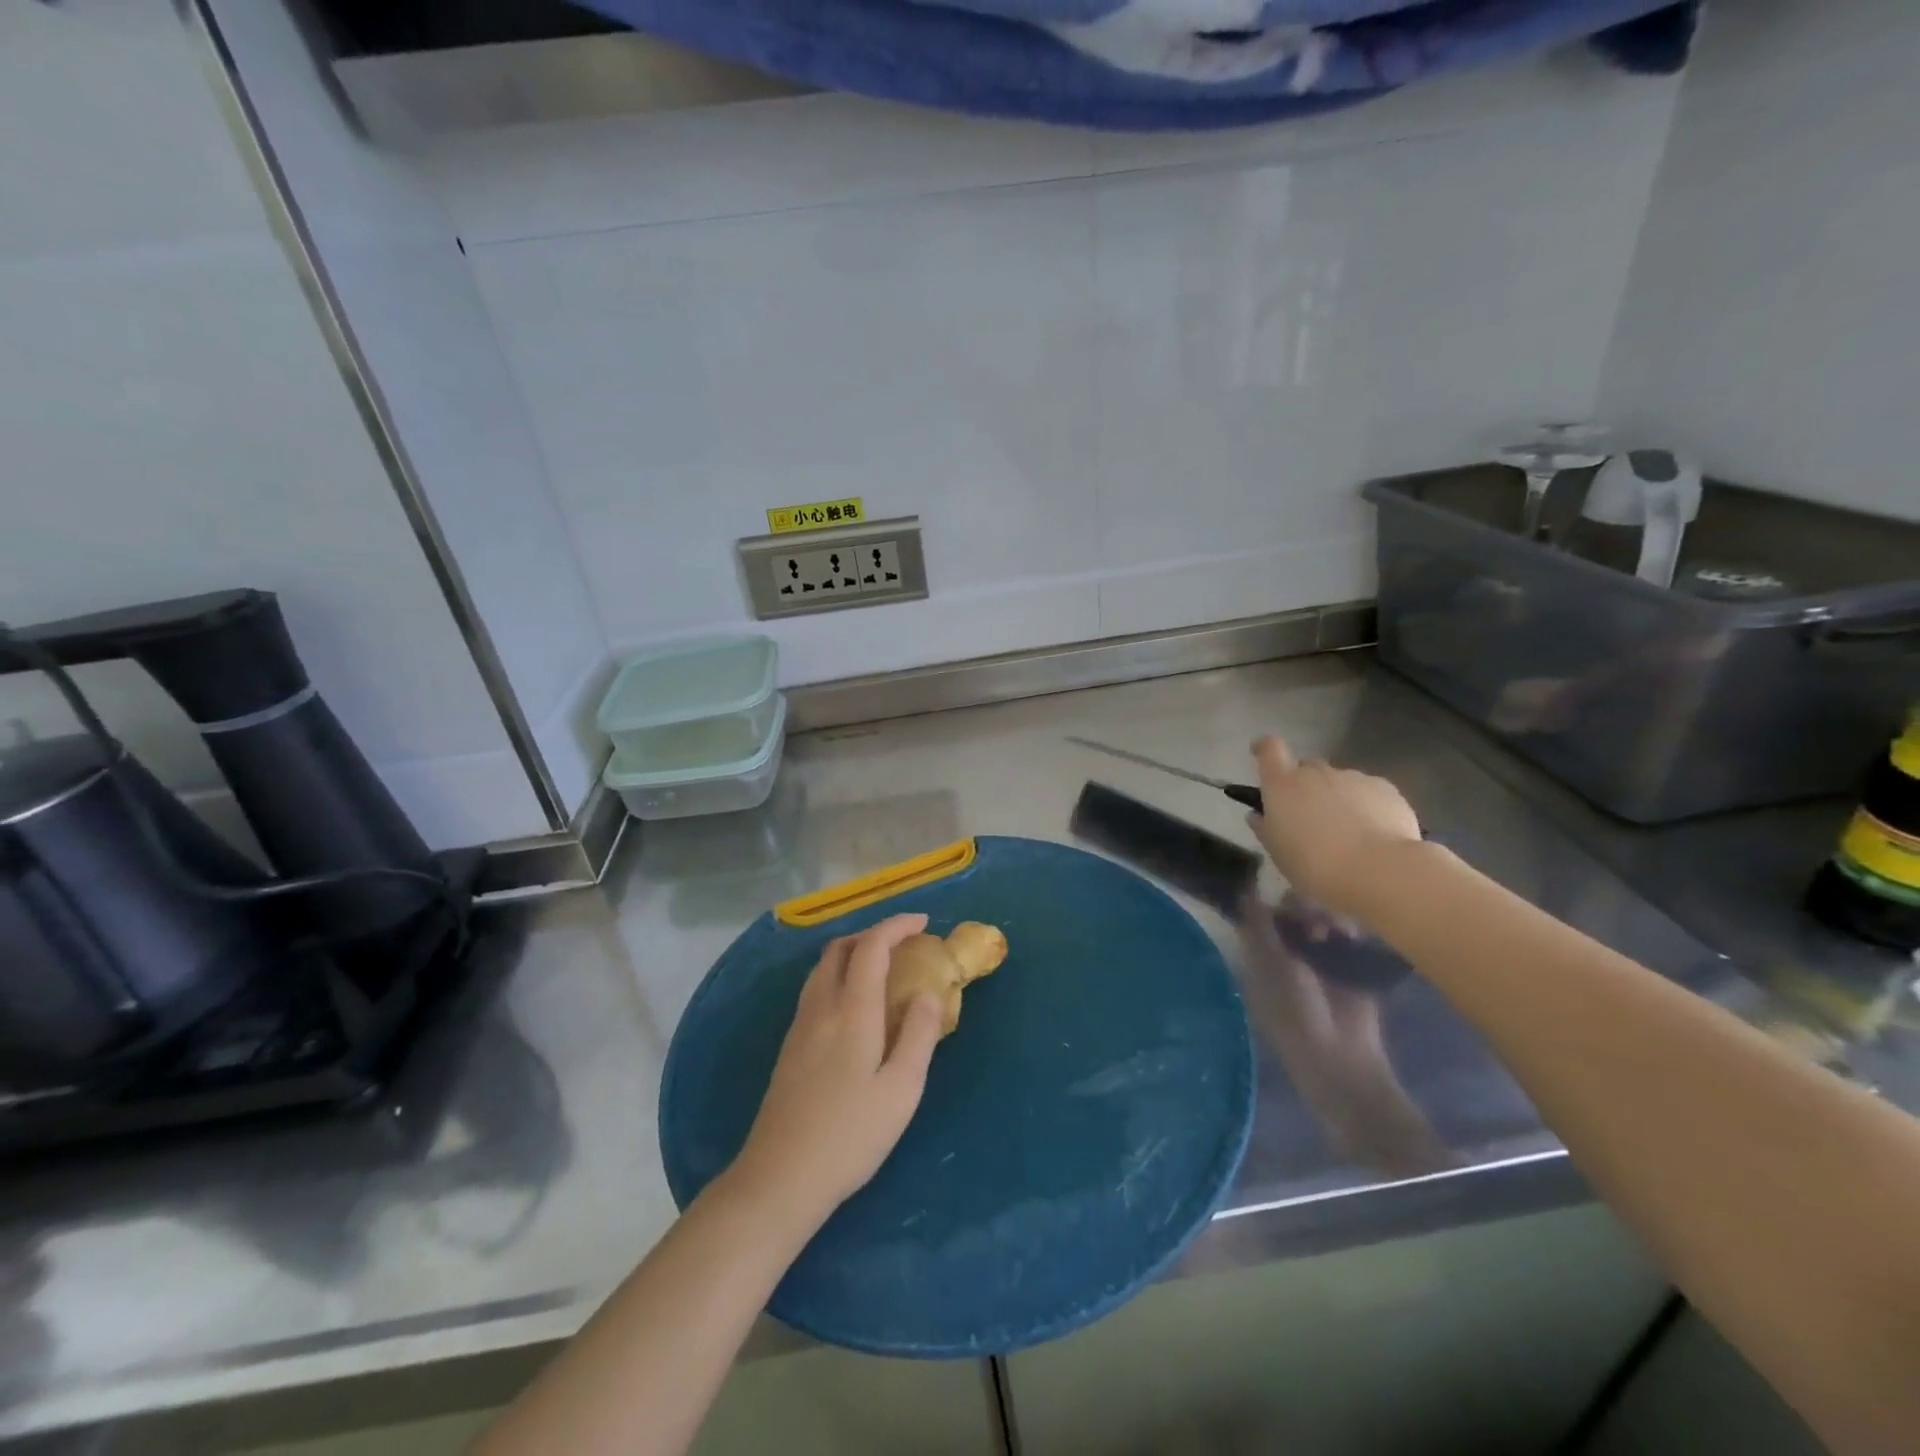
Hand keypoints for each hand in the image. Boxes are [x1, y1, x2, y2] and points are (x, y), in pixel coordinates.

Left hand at [728, 914, 944, 1229]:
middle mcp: (821, 1007)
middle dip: (872, 934)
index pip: (872, 946)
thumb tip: (928, 992)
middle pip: (840, 948)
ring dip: (852, 953)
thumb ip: (919, 1034)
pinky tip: (854, 1006)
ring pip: (823, 968)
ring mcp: (799, 1026)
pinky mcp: (789, 1047)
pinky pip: (815, 989)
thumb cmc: (850, 1135)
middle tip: (903, 945)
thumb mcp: (902, 1089)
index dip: (897, 926)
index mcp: (852, 1010)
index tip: (923, 923)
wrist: (780, 1177)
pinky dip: (839, 976)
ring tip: (881, 969)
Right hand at [1246, 736, 1422, 918]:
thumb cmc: (1314, 865)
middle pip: (1306, 767)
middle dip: (1305, 785)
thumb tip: (1258, 815)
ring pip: (1339, 781)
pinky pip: (1368, 791)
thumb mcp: (1278, 852)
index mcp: (1282, 785)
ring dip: (1337, 798)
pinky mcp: (1384, 788)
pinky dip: (1366, 806)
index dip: (1264, 749)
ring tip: (1347, 832)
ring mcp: (1352, 777)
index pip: (1269, 749)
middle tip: (1310, 816)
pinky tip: (1373, 833)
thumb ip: (1265, 828)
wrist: (1378, 871)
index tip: (1260, 754)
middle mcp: (1315, 773)